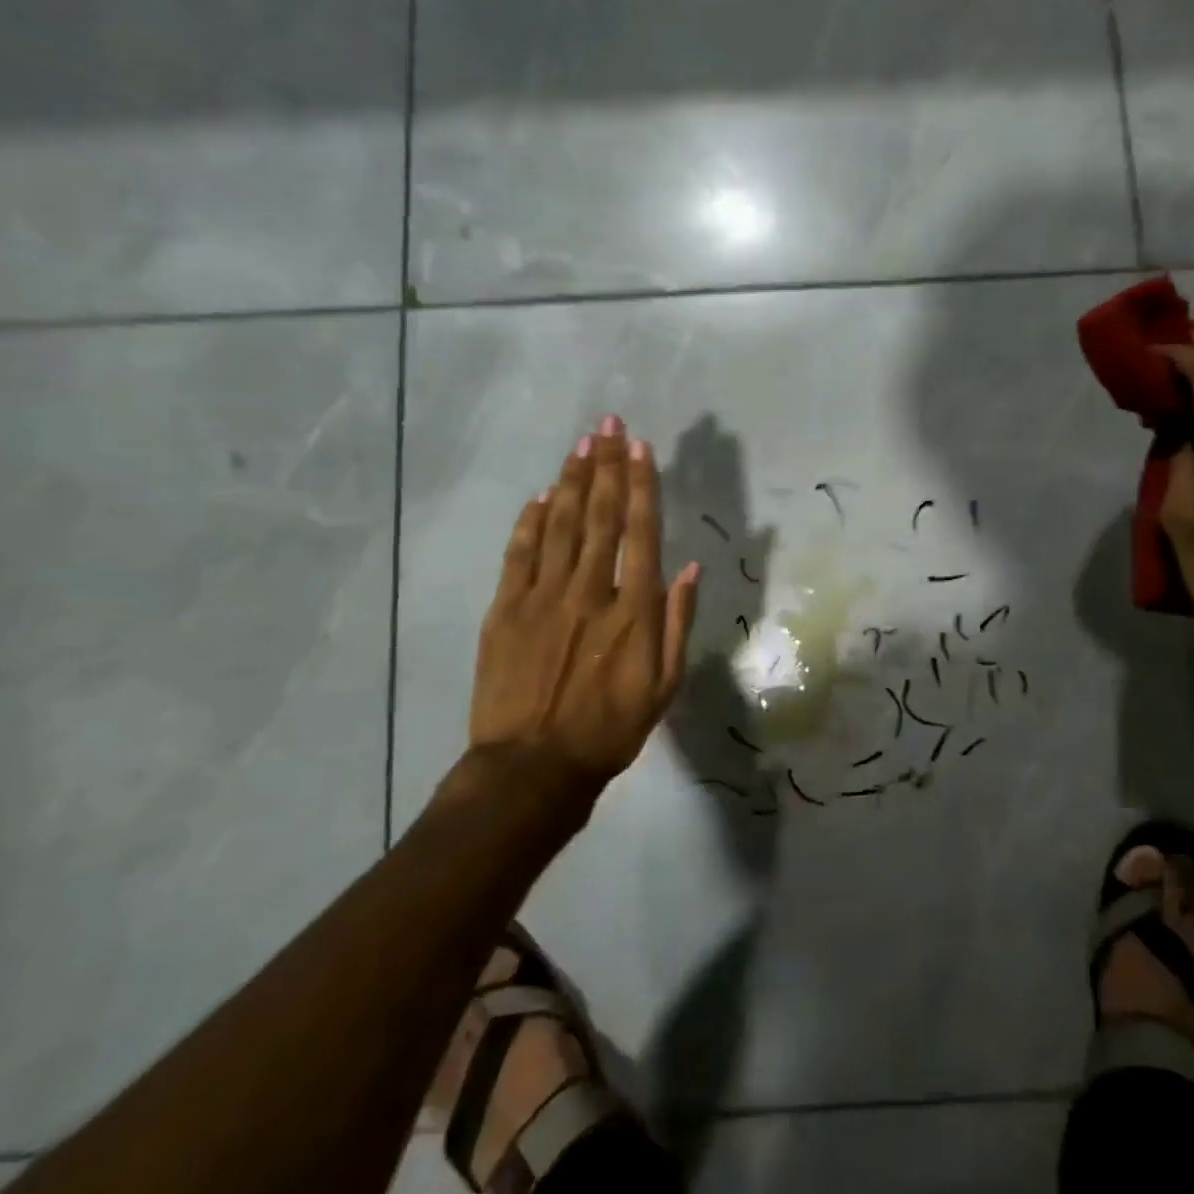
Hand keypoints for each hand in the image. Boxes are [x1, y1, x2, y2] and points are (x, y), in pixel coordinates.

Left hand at [466, 416, 700, 786]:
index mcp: (633, 609)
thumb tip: (689, 568)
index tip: (641, 448)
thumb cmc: (610, 729)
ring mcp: (542, 597)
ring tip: (581, 446)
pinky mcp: (504, 610)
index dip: (642, 485)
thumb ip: (677, 622)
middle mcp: (589, 591)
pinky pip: (518, 554)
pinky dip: (529, 522)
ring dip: (571, 482)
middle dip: (606, 466)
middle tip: (608, 425)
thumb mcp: (664, 684)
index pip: (641, 532)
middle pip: (600, 516)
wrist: (533, 768)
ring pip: (559, 525)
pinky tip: (539, 496)